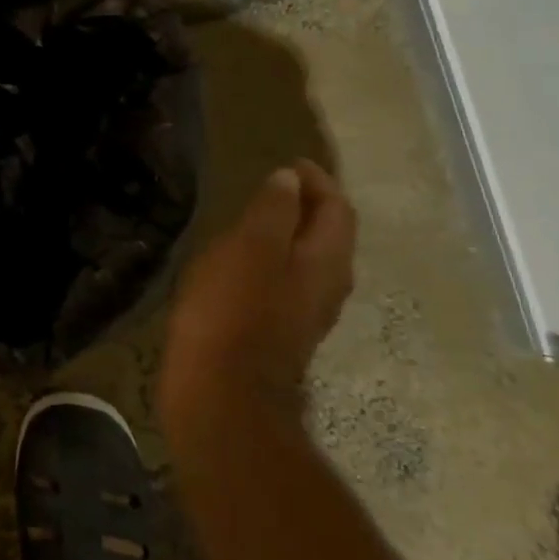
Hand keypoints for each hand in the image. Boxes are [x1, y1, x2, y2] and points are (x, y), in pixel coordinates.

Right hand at [158, 159, 356, 442]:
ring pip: (309, 262)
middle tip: (276, 186)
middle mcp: (326, 287)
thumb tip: (289, 180)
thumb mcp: (250, 249)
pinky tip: (243, 264)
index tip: (289, 163)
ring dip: (291, 235)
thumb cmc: (233, 313)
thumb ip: (273, 211)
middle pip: (329, 236)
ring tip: (258, 219)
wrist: (221, 396)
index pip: (337, 208)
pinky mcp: (278, 335)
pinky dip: (273, 262)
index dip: (317, 181)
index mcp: (325, 261)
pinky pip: (286, 284)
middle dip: (309, 206)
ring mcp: (304, 315)